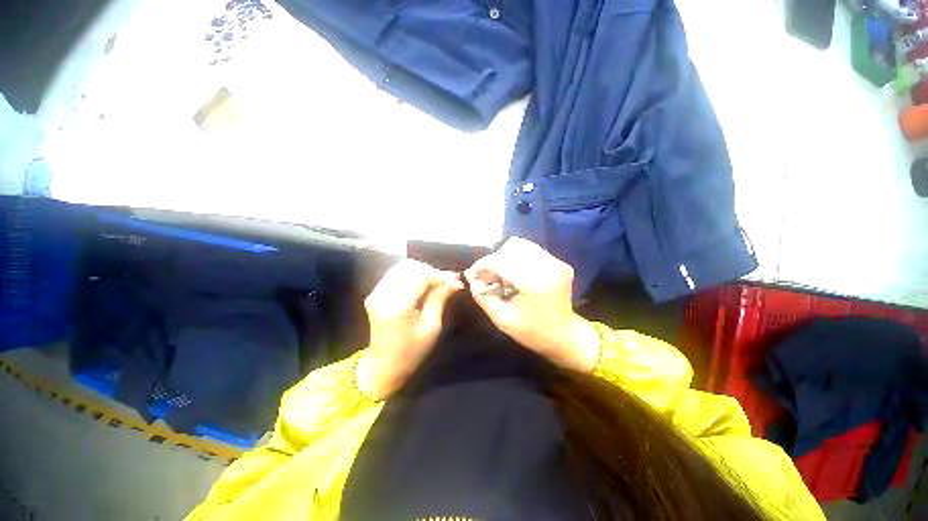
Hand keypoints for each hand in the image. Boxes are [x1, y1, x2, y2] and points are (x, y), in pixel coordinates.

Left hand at [357, 259, 462, 400]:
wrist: (383, 366)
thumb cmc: (410, 352)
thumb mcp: (431, 328)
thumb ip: (439, 299)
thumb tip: (455, 281)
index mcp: (396, 307)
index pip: (419, 277)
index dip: (439, 274)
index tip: (455, 278)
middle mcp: (382, 295)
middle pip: (409, 267)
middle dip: (431, 271)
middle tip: (446, 281)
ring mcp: (376, 293)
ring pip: (402, 267)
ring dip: (421, 271)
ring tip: (435, 282)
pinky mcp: (375, 293)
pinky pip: (396, 273)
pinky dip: (412, 274)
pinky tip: (422, 284)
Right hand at [465, 237, 599, 371]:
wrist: (565, 336)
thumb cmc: (533, 332)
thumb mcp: (503, 320)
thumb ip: (484, 298)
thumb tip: (471, 279)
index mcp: (535, 283)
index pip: (502, 261)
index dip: (483, 265)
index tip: (473, 273)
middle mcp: (548, 266)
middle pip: (511, 249)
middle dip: (494, 261)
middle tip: (487, 277)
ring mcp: (556, 263)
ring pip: (520, 246)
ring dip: (505, 257)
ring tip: (501, 275)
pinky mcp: (558, 263)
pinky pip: (531, 251)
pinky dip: (517, 259)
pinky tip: (515, 274)